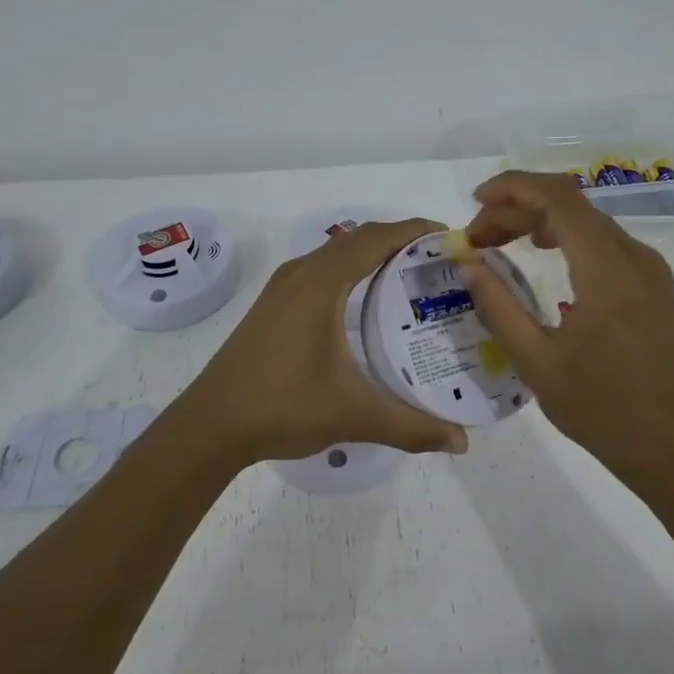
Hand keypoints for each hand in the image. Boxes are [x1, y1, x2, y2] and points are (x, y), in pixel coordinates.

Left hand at [175, 218, 469, 467]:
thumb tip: (462, 442)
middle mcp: (302, 273)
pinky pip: (323, 269)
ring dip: (374, 253)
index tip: (452, 239)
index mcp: (321, 282)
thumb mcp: (354, 416)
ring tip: (413, 276)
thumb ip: (412, 427)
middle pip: (359, 238)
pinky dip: (353, 270)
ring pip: (338, 253)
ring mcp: (284, 287)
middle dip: (401, 240)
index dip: (416, 231)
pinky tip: (368, 302)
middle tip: (441, 262)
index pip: (377, 238)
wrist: (210, 424)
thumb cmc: (282, 407)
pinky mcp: (274, 304)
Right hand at [458, 172, 673, 476]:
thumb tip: (469, 265)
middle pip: (570, 205)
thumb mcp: (536, 362)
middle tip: (477, 237)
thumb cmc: (602, 409)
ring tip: (498, 243)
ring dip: (540, 221)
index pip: (558, 199)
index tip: (474, 201)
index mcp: (607, 270)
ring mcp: (649, 270)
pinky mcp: (653, 286)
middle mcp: (635, 257)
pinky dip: (565, 237)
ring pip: (587, 221)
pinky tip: (541, 256)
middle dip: (517, 209)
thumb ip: (498, 307)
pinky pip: (603, 242)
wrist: (673, 448)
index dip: (513, 188)